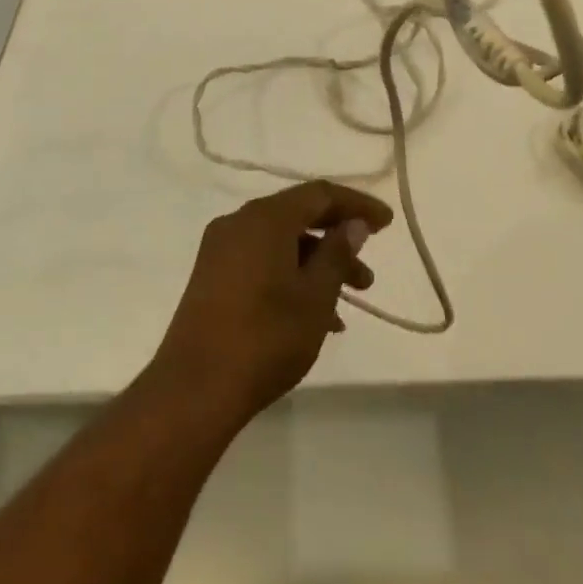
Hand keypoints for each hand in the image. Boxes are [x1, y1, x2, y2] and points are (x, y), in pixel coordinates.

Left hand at [150, 181, 392, 428]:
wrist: (195, 389)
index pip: (320, 194)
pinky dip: (292, 278)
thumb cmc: (265, 337)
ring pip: (281, 244)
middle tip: (368, 273)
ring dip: (317, 265)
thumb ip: (337, 254)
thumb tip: (352, 225)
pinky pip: (262, 263)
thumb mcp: (314, 296)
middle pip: (298, 217)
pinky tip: (317, 318)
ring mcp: (221, 251)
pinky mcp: (212, 278)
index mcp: (264, 218)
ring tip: (350, 302)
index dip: (356, 205)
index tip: (387, 223)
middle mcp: (239, 223)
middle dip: (338, 241)